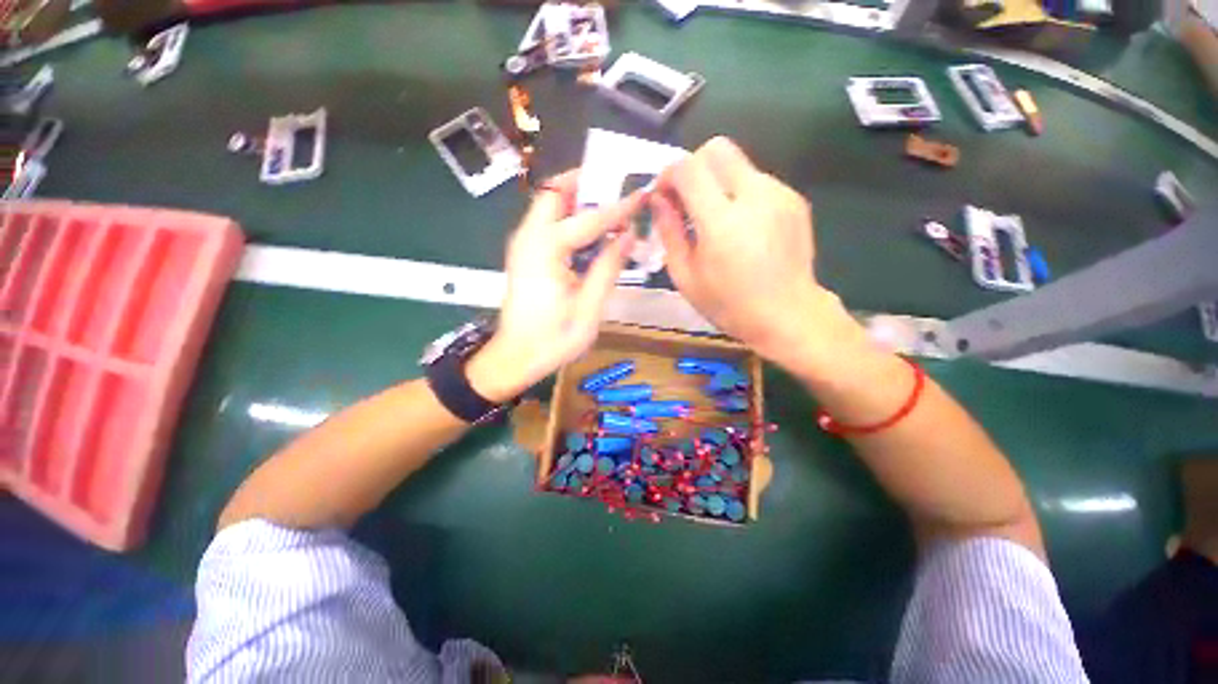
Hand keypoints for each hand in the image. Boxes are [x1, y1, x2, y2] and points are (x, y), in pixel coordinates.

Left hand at [467, 170, 641, 401]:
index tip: (643, 194)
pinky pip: (549, 224)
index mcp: (545, 249)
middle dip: (587, 184)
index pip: (588, 218)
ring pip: (550, 205)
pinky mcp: (526, 255)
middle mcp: (529, 237)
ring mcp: (524, 245)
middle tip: (619, 190)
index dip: (618, 207)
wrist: (515, 357)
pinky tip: (593, 234)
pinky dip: (571, 219)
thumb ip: (607, 268)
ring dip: (580, 200)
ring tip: (612, 209)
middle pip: (555, 193)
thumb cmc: (552, 339)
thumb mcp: (588, 308)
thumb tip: (628, 236)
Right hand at [652, 137, 841, 370]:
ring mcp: (780, 194)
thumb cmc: (729, 305)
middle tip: (686, 199)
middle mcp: (755, 197)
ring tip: (715, 219)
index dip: (669, 174)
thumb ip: (669, 233)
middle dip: (693, 166)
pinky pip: (757, 181)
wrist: (788, 315)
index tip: (663, 194)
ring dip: (717, 182)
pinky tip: (741, 226)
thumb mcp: (686, 277)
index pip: (689, 168)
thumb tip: (658, 200)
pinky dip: (739, 193)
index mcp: (722, 223)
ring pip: (738, 163)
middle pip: (717, 149)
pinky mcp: (795, 199)